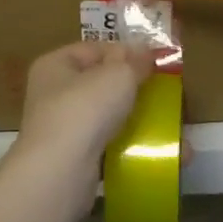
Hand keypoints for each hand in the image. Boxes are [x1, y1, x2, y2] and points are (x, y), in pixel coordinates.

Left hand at [16, 41, 154, 164]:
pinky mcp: (75, 159)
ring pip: (108, 117)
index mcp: (55, 65)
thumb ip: (135, 61)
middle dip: (135, 89)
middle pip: (102, 84)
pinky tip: (158, 152)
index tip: (155, 61)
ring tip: (169, 126)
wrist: (61, 172)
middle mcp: (53, 95)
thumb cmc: (85, 109)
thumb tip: (146, 52)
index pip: (94, 49)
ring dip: (138, 121)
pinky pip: (109, 146)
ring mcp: (63, 129)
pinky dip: (131, 147)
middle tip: (165, 93)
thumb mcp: (118, 74)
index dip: (126, 51)